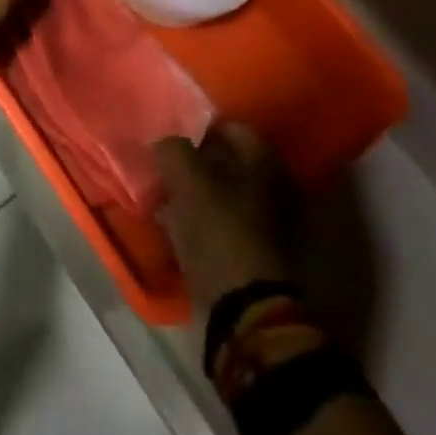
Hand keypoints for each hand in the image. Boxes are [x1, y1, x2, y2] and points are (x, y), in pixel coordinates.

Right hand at [155, 124, 296, 306]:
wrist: (244, 308)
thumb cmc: (218, 230)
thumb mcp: (186, 178)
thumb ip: (171, 148)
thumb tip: (163, 143)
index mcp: (263, 161)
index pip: (229, 126)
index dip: (197, 127)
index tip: (170, 135)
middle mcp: (272, 186)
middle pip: (225, 161)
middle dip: (194, 160)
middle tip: (163, 163)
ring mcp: (265, 222)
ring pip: (220, 192)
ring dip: (194, 191)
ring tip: (162, 193)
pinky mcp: (251, 251)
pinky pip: (219, 221)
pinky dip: (199, 219)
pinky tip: (174, 222)